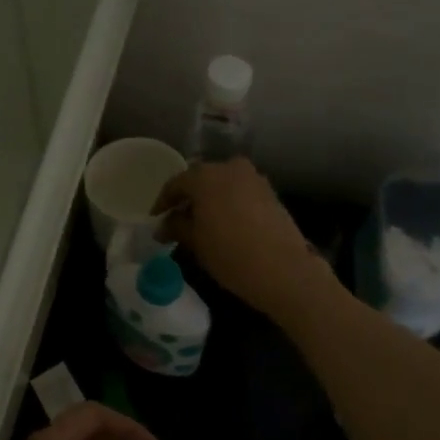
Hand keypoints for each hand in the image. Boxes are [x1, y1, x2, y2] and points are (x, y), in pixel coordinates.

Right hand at [154, 157, 328, 317]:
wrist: (284, 270)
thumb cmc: (230, 254)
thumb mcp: (195, 242)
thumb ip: (176, 227)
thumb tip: (164, 225)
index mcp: (205, 176)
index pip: (176, 183)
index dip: (163, 202)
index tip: (156, 218)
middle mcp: (230, 168)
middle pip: (201, 179)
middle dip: (188, 198)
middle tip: (177, 219)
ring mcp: (254, 179)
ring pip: (223, 184)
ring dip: (210, 200)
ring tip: (201, 223)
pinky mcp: (271, 193)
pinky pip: (240, 192)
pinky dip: (229, 203)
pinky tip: (224, 224)